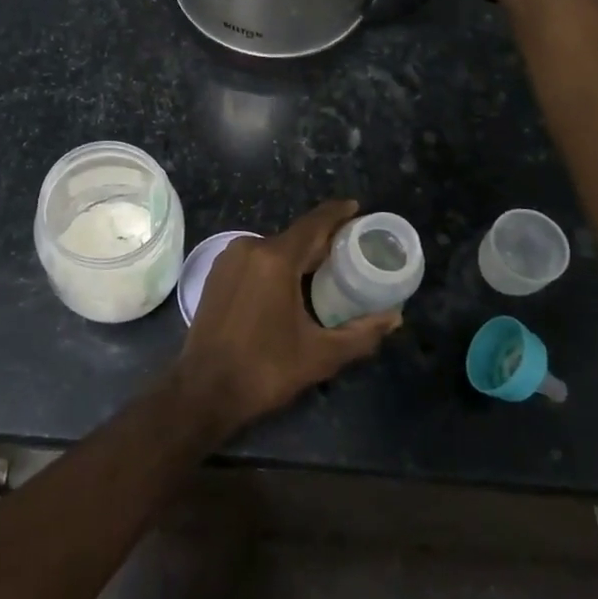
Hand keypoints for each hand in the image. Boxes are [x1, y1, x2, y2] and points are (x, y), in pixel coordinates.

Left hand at [174, 200, 400, 436]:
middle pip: (295, 236)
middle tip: (350, 250)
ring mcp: (228, 259)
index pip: (314, 224)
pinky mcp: (216, 274)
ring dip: (298, 255)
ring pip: (273, 248)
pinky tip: (290, 283)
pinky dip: (276, 264)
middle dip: (322, 241)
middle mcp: (249, 248)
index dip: (337, 213)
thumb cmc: (264, 370)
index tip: (357, 208)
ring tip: (324, 269)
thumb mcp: (320, 355)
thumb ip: (361, 333)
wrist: (203, 390)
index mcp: (275, 259)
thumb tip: (394, 318)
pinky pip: (255, 259)